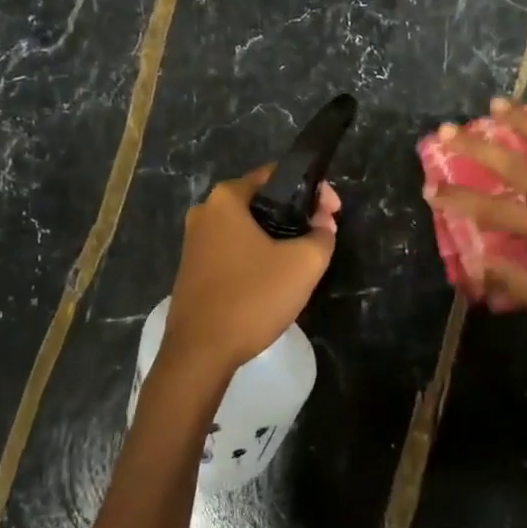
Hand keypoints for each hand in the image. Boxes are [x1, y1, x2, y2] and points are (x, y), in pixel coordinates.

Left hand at [159, 166, 340, 376]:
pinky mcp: (193, 268)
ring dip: (276, 237)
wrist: (200, 352)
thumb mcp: (303, 264)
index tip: (333, 212)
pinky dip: (257, 255)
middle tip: (322, 235)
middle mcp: (205, 211)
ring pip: (247, 228)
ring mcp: (194, 241)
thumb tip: (322, 223)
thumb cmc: (252, 297)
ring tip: (303, 258)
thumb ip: (322, 235)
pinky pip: (233, 249)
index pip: (276, 175)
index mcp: (226, 198)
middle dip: (295, 214)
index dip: (312, 190)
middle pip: (261, 201)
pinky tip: (274, 278)